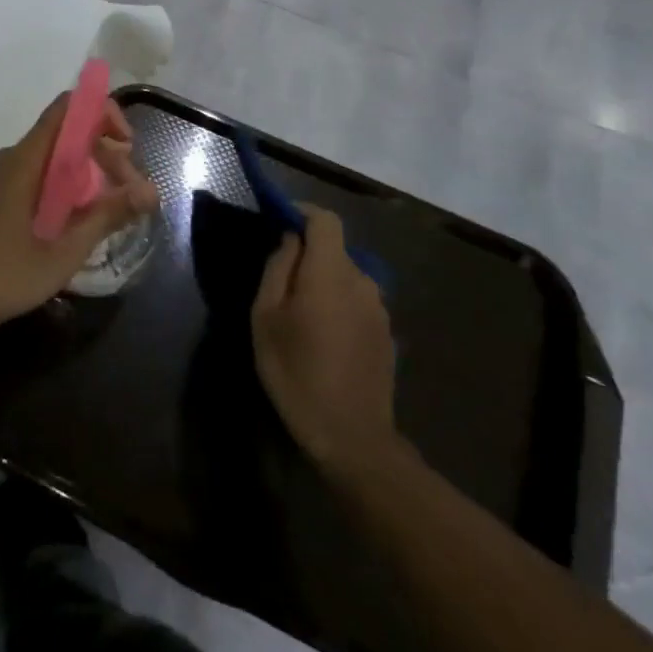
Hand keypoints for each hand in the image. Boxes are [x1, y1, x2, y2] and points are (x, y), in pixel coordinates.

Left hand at [0, 94, 157, 341]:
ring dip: (88, 175)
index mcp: (27, 159)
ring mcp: (2, 179)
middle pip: (66, 135)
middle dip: (104, 155)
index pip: (68, 109)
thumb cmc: (3, 273)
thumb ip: (107, 216)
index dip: (102, 114)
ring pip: (54, 159)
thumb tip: (151, 191)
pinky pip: (39, 177)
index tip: (128, 147)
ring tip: (112, 211)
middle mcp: (13, 158)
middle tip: (131, 194)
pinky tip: (79, 223)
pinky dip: (67, 188)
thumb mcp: (64, 250)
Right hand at [252, 206, 397, 475]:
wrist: (353, 439)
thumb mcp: (266, 318)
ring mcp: (379, 310)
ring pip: (345, 277)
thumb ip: (278, 270)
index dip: (302, 212)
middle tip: (278, 281)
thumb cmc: (297, 373)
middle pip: (334, 249)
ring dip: (322, 282)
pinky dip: (337, 304)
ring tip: (299, 314)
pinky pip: (356, 302)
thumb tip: (289, 240)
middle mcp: (362, 282)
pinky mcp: (386, 334)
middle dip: (307, 254)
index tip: (278, 220)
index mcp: (331, 272)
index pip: (325, 219)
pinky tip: (322, 337)